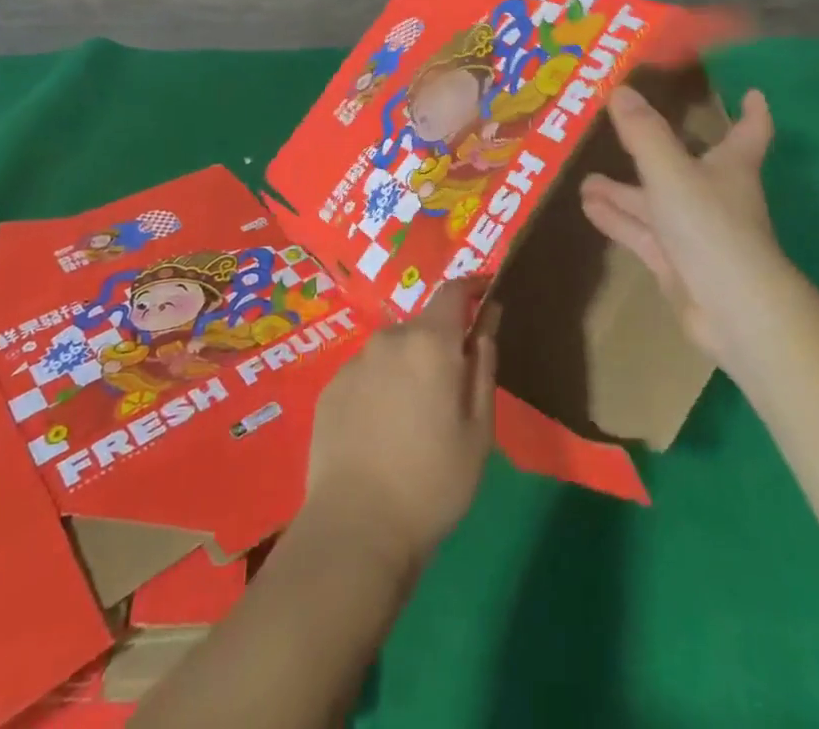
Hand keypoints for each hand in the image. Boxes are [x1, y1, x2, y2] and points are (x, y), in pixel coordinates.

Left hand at [300, 278, 497, 572]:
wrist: (355, 531)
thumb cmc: (432, 483)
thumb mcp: (479, 429)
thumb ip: (484, 366)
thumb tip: (488, 319)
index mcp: (431, 342)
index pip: (453, 292)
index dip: (473, 287)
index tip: (487, 293)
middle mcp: (390, 338)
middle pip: (423, 326)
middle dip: (441, 344)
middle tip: (452, 389)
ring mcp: (355, 362)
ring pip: (393, 351)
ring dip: (409, 367)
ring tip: (414, 417)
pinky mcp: (331, 389)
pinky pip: (367, 374)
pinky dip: (381, 387)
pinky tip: (382, 430)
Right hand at [579, 86, 780, 367]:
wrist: (731, 309)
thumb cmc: (710, 226)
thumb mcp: (670, 171)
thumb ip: (643, 133)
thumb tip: (619, 90)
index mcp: (729, 167)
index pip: (748, 132)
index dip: (750, 112)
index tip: (751, 93)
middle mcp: (714, 195)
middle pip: (684, 166)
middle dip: (655, 151)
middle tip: (623, 129)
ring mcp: (695, 233)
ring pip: (655, 203)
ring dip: (623, 191)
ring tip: (585, 179)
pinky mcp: (677, 264)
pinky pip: (642, 234)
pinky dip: (617, 220)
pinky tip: (588, 209)